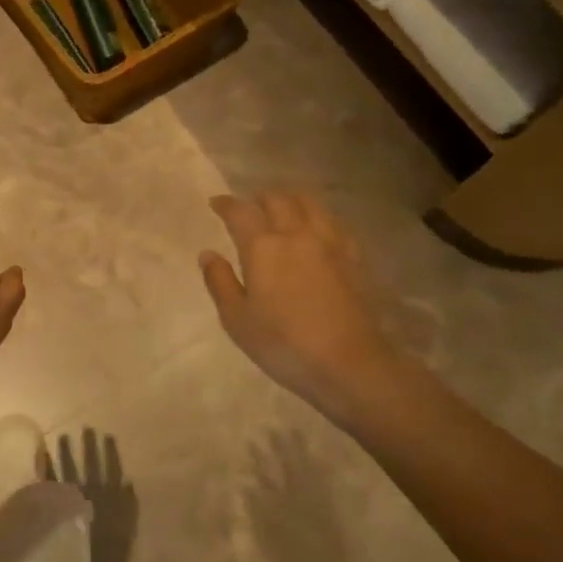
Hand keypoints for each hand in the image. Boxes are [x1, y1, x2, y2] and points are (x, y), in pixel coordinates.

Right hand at [199, 192, 403, 412]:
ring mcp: (331, 243)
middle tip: (249, 207)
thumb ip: (220, 282)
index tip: (216, 203)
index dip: (226, 204)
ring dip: (291, 199)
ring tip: (283, 209)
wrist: (349, 363)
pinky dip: (318, 217)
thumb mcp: (237, 320)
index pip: (241, 212)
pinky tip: (317, 229)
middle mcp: (297, 234)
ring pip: (310, 204)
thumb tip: (208, 254)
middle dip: (259, 198)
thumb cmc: (284, 344)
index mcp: (264, 247)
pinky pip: (334, 222)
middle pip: (278, 199)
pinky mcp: (354, 257)